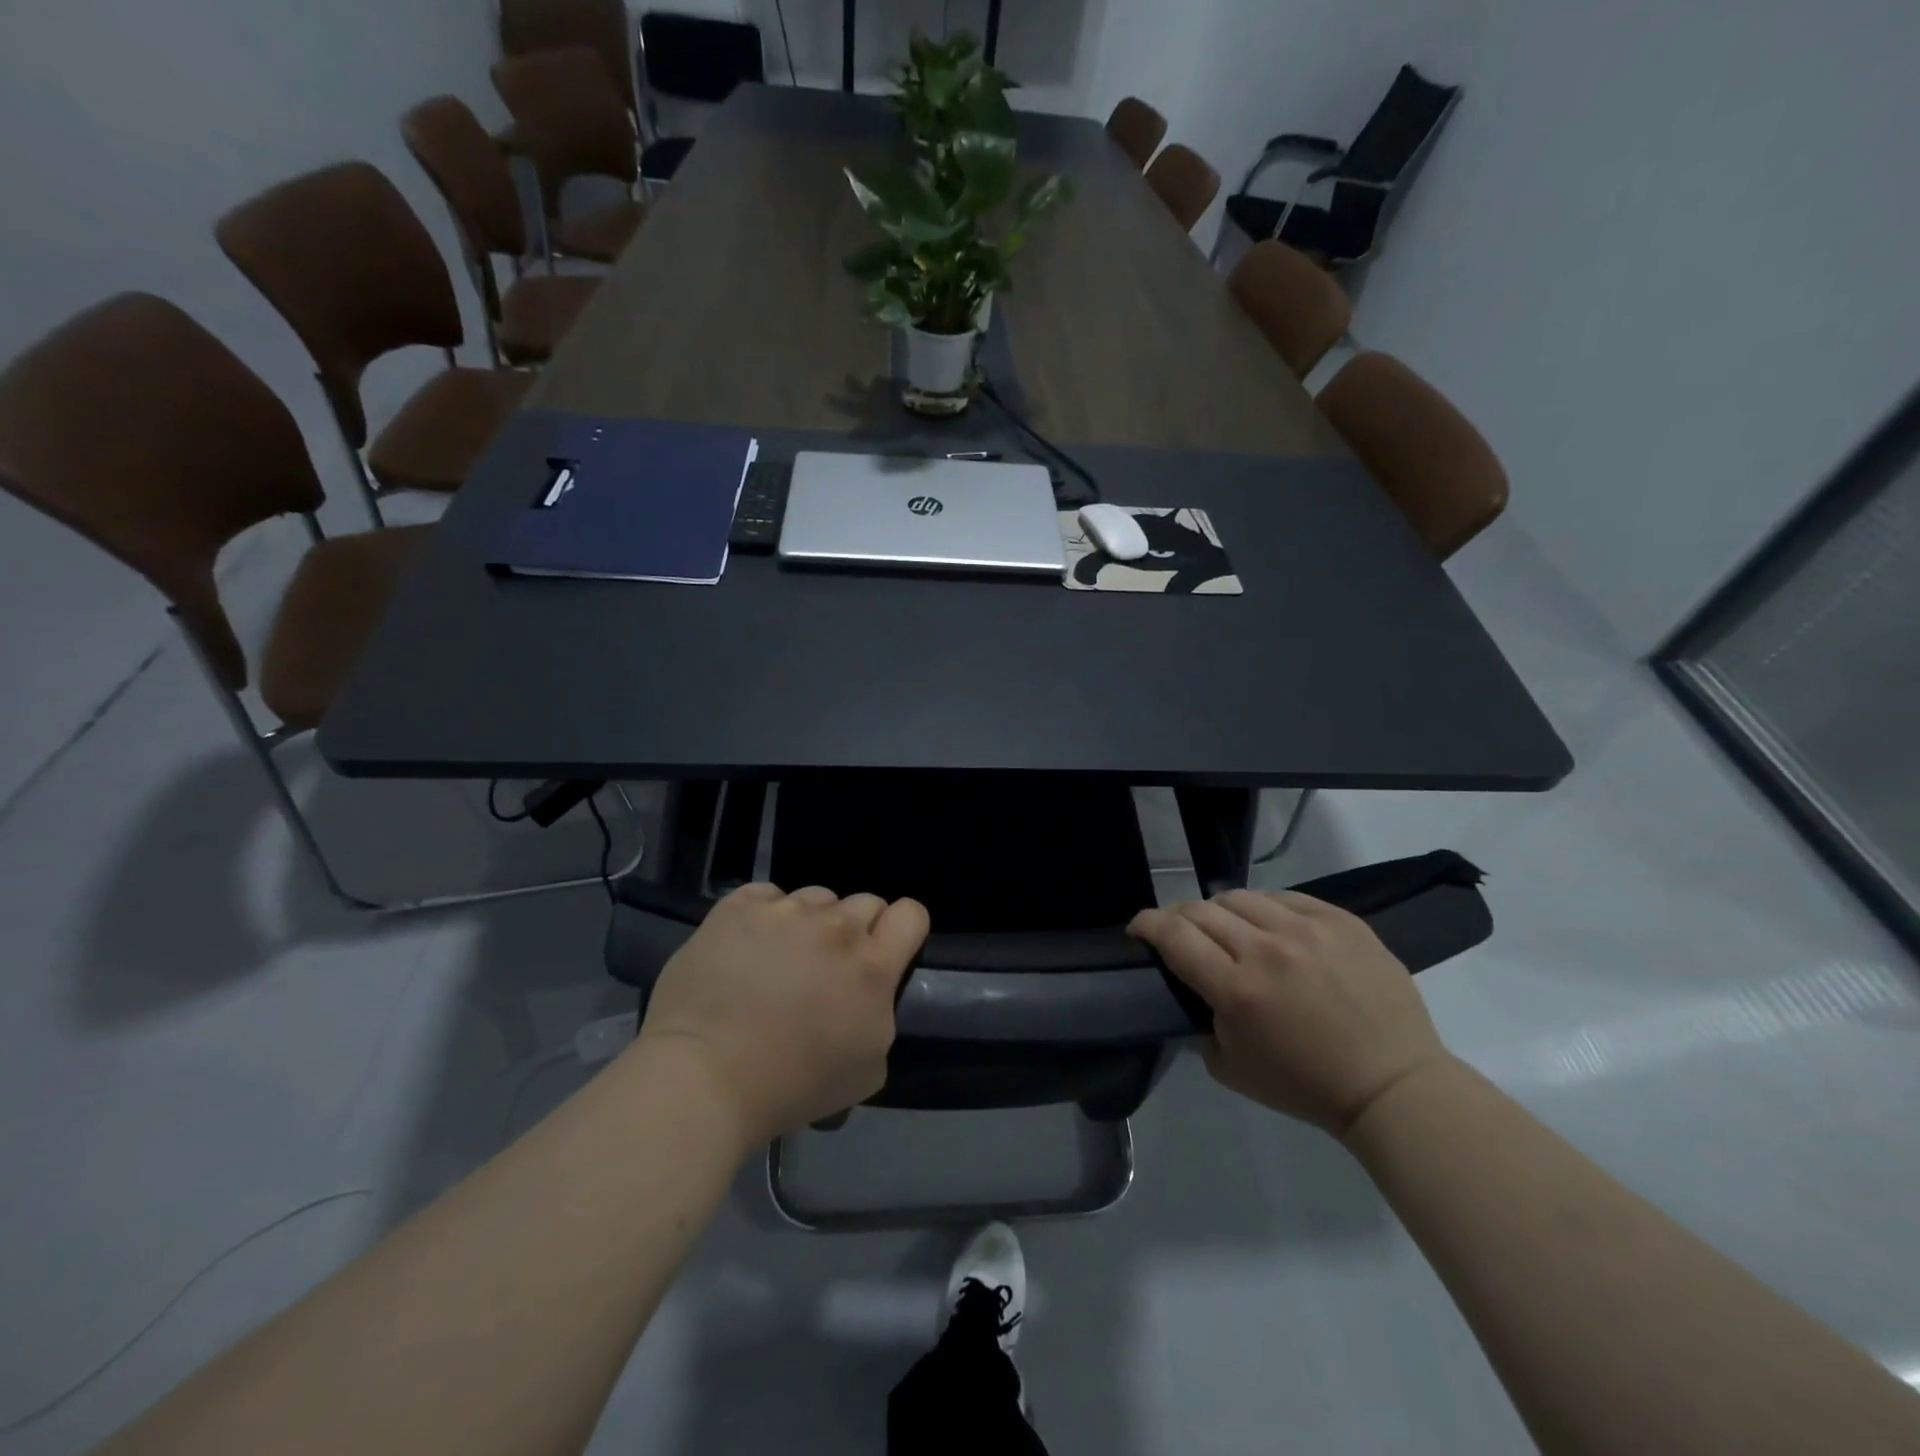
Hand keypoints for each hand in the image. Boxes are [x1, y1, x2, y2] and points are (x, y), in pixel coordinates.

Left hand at [634, 883, 929, 1145]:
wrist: (703, 1079)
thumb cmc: (790, 1087)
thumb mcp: (867, 1070)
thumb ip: (881, 1015)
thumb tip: (869, 994)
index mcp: (872, 966)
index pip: (911, 913)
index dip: (902, 929)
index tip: (885, 949)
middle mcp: (836, 927)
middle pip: (865, 902)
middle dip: (855, 929)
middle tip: (829, 965)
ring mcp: (785, 911)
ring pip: (815, 897)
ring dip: (810, 922)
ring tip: (781, 956)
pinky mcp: (738, 907)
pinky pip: (767, 895)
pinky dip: (765, 915)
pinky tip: (748, 945)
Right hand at [1129, 890, 1451, 1136]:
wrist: (1393, 1085)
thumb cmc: (1306, 1086)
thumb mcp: (1230, 1068)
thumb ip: (1200, 1022)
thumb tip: (1193, 991)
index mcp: (1236, 990)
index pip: (1173, 935)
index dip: (1146, 924)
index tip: (1138, 929)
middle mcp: (1266, 950)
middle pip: (1201, 910)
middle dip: (1179, 918)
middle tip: (1180, 933)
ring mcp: (1307, 930)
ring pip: (1241, 896)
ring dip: (1222, 911)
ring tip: (1228, 928)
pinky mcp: (1341, 921)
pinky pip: (1286, 897)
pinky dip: (1267, 909)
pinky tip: (1271, 926)